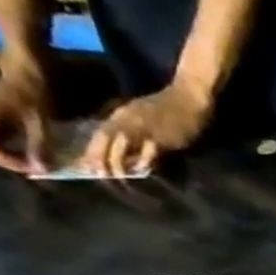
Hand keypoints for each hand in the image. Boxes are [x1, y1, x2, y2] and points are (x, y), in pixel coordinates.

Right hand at [0, 64, 49, 174]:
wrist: (25, 71)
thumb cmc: (32, 94)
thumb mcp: (39, 123)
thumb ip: (38, 146)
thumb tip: (41, 170)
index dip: (8, 162)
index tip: (32, 170)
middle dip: (9, 161)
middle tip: (34, 169)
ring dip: (9, 154)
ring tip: (33, 162)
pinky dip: (9, 146)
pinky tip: (27, 151)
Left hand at [84, 79, 213, 176]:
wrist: (188, 98)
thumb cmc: (170, 107)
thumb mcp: (144, 115)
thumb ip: (134, 129)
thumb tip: (128, 151)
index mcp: (121, 115)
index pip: (101, 133)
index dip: (92, 150)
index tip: (87, 166)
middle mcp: (127, 120)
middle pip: (106, 139)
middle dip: (99, 156)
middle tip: (98, 174)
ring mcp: (144, 127)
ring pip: (122, 144)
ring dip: (116, 160)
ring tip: (116, 176)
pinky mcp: (161, 135)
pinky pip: (148, 149)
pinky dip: (143, 160)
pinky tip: (142, 170)